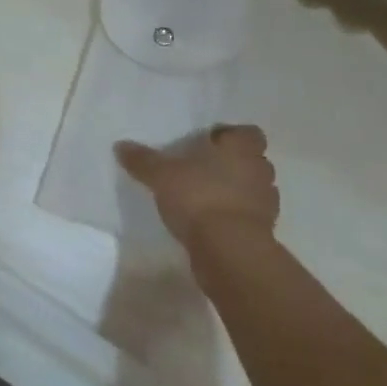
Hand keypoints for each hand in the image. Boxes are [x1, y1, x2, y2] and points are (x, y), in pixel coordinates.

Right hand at [115, 123, 278, 256]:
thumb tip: (120, 145)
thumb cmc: (199, 197)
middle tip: (204, 169)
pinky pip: (249, 218)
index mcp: (241, 148)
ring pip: (253, 190)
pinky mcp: (263, 234)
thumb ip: (143, 160)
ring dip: (236, 192)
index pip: (249, 133)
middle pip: (253, 161)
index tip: (209, 143)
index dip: (232, 136)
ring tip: (207, 197)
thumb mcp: (161, 175)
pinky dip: (235, 218)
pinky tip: (212, 223)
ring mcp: (266, 205)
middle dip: (233, 164)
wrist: (229, 252)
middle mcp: (259, 172)